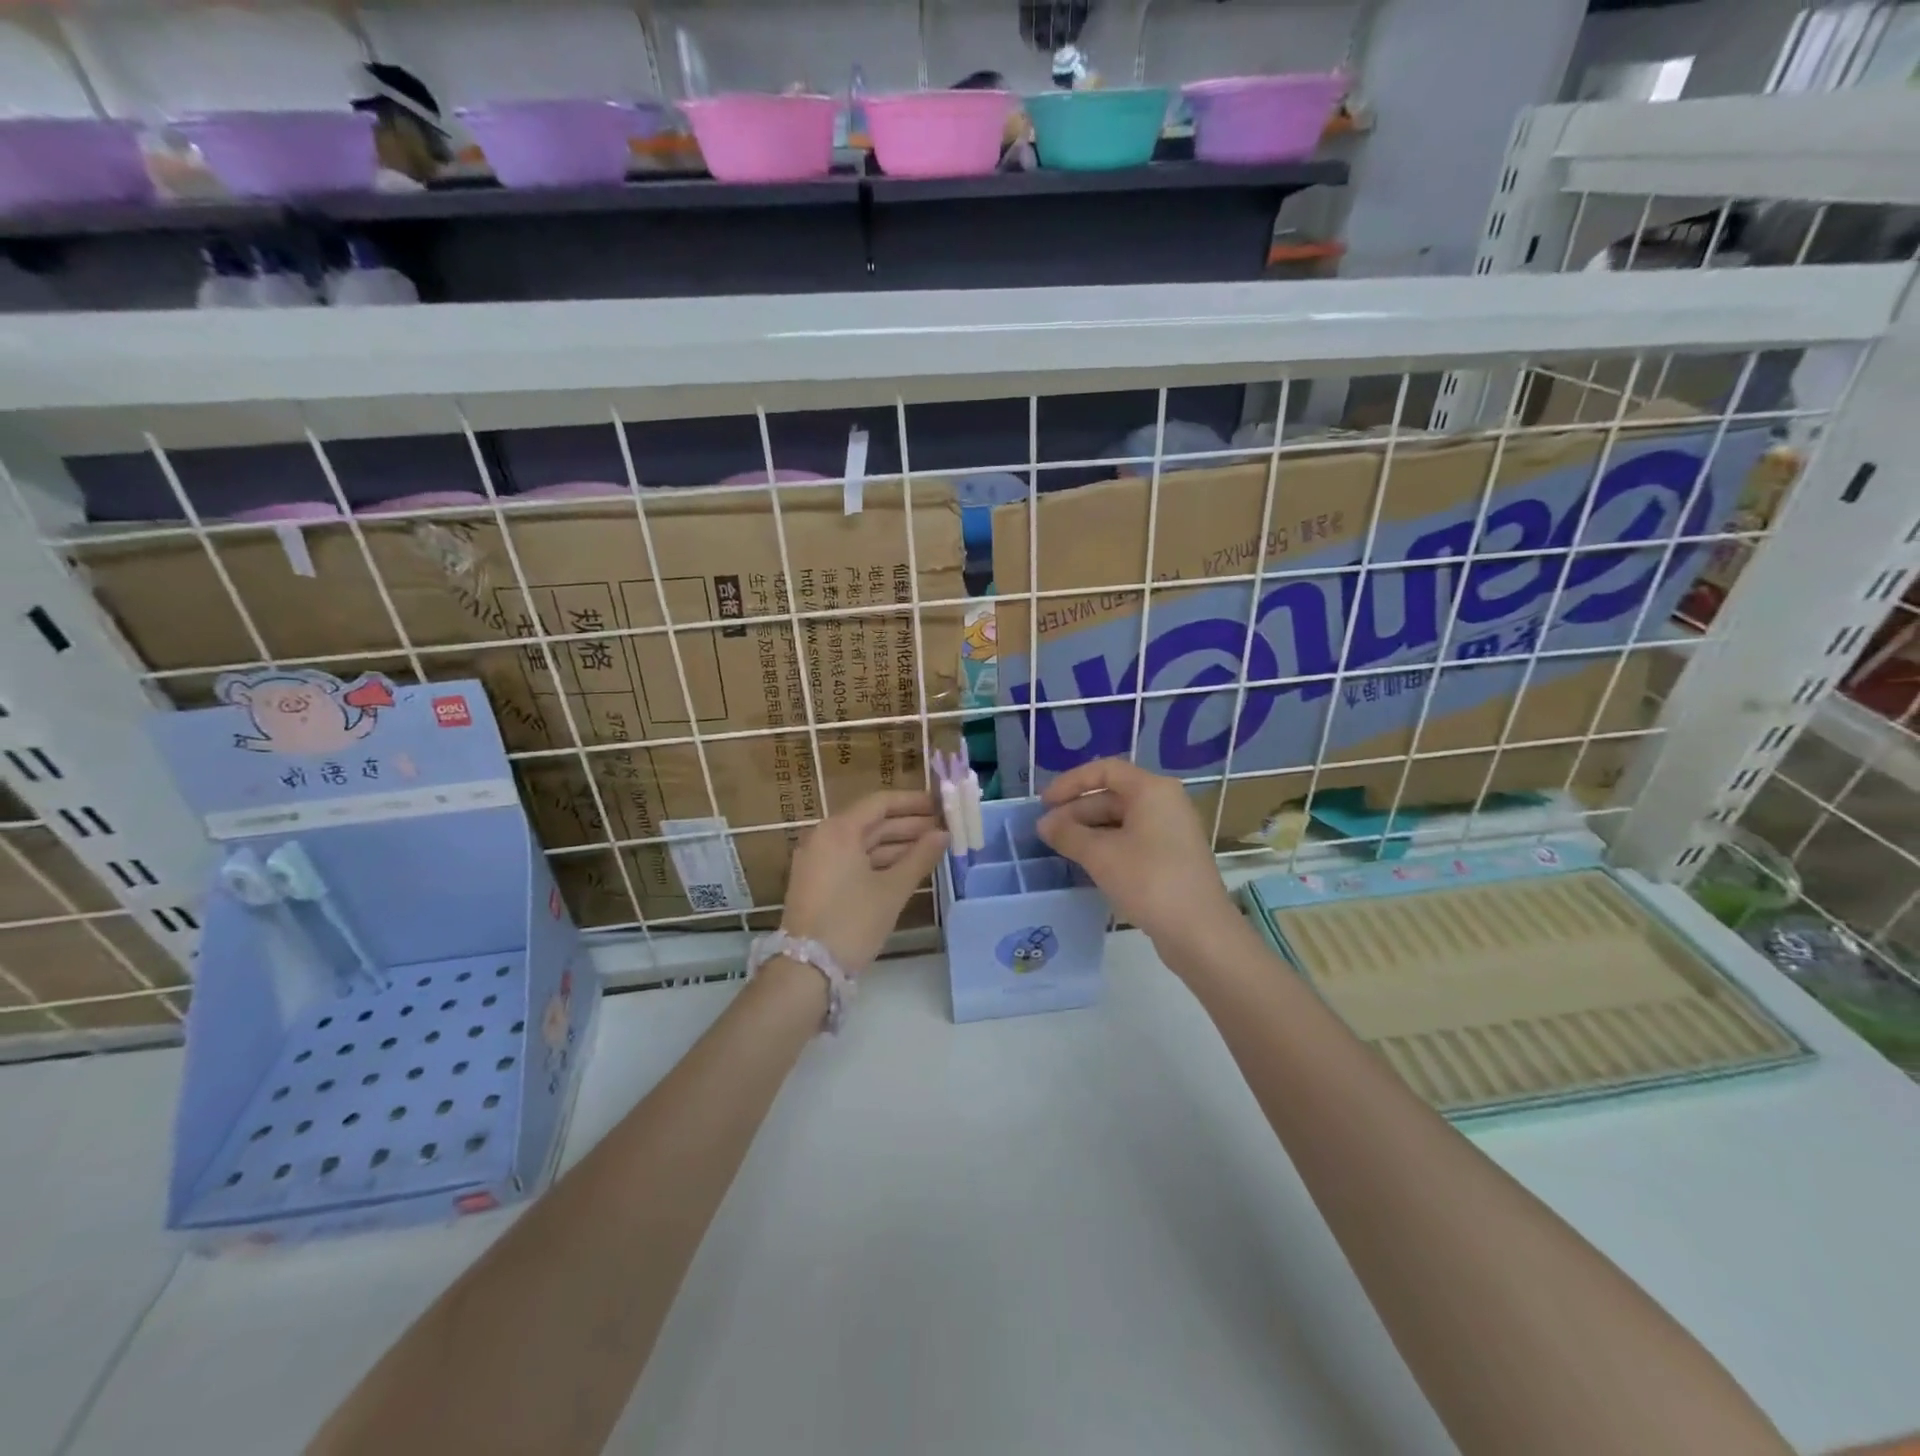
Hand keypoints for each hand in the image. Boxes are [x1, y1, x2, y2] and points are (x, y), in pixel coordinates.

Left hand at [781, 790, 947, 975]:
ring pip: (863, 843)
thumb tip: (943, 834)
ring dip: (897, 844)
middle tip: (944, 828)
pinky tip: (907, 867)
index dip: (913, 802)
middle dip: (909, 825)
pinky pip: (852, 860)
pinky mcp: (817, 881)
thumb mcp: (892, 890)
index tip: (941, 805)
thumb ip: (920, 857)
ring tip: (932, 848)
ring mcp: (817, 860)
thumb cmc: (853, 922)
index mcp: (839, 830)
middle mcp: (824, 837)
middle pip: (872, 822)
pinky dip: (879, 861)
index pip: (881, 803)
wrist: (807, 969)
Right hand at [1037, 759, 1235, 952]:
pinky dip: (1107, 846)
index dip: (1070, 783)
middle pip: (1112, 795)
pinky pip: (1132, 840)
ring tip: (1060, 849)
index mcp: (1152, 790)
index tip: (1044, 803)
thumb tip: (1044, 824)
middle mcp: (1165, 803)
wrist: (1200, 932)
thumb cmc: (1149, 881)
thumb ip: (1068, 834)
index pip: (1104, 771)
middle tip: (1047, 832)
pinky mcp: (1172, 857)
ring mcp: (1171, 831)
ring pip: (1121, 820)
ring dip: (1089, 831)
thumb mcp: (1100, 855)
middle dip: (1076, 811)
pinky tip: (1086, 863)